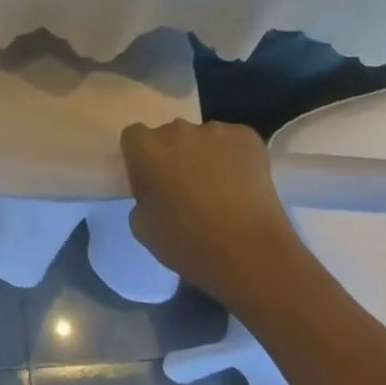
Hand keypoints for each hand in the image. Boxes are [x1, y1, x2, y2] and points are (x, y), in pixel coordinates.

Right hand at [120, 119, 302, 295]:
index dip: (141, 159)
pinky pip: (233, 142)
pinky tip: (242, 186)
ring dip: (204, 156)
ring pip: (203, 139)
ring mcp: (215, 130)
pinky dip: (234, 158)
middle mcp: (177, 129)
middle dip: (174, 156)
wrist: (251, 255)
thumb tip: (156, 192)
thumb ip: (141, 198)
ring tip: (220, 191)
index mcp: (146, 147)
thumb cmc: (188, 243)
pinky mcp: (248, 138)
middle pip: (169, 136)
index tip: (151, 183)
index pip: (134, 137)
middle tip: (185, 189)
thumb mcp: (142, 227)